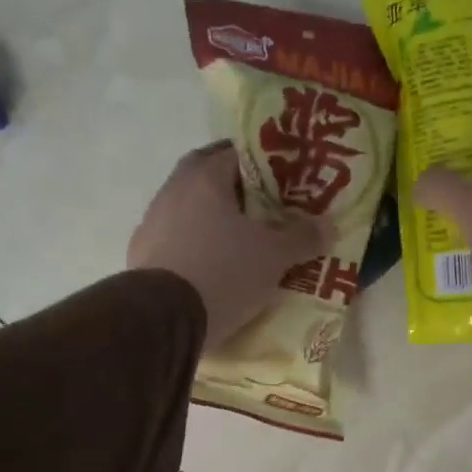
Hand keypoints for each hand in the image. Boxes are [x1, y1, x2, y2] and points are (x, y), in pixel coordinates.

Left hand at [128, 142, 326, 349]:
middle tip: (264, 208)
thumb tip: (329, 225)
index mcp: (204, 177)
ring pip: (190, 209)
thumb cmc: (223, 272)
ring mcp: (152, 222)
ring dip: (212, 218)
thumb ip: (303, 237)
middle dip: (236, 189)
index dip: (264, 164)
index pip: (236, 152)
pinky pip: (176, 240)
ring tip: (240, 240)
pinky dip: (195, 246)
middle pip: (209, 178)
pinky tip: (212, 266)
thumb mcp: (274, 257)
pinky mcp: (142, 255)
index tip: (285, 180)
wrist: (164, 319)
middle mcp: (173, 190)